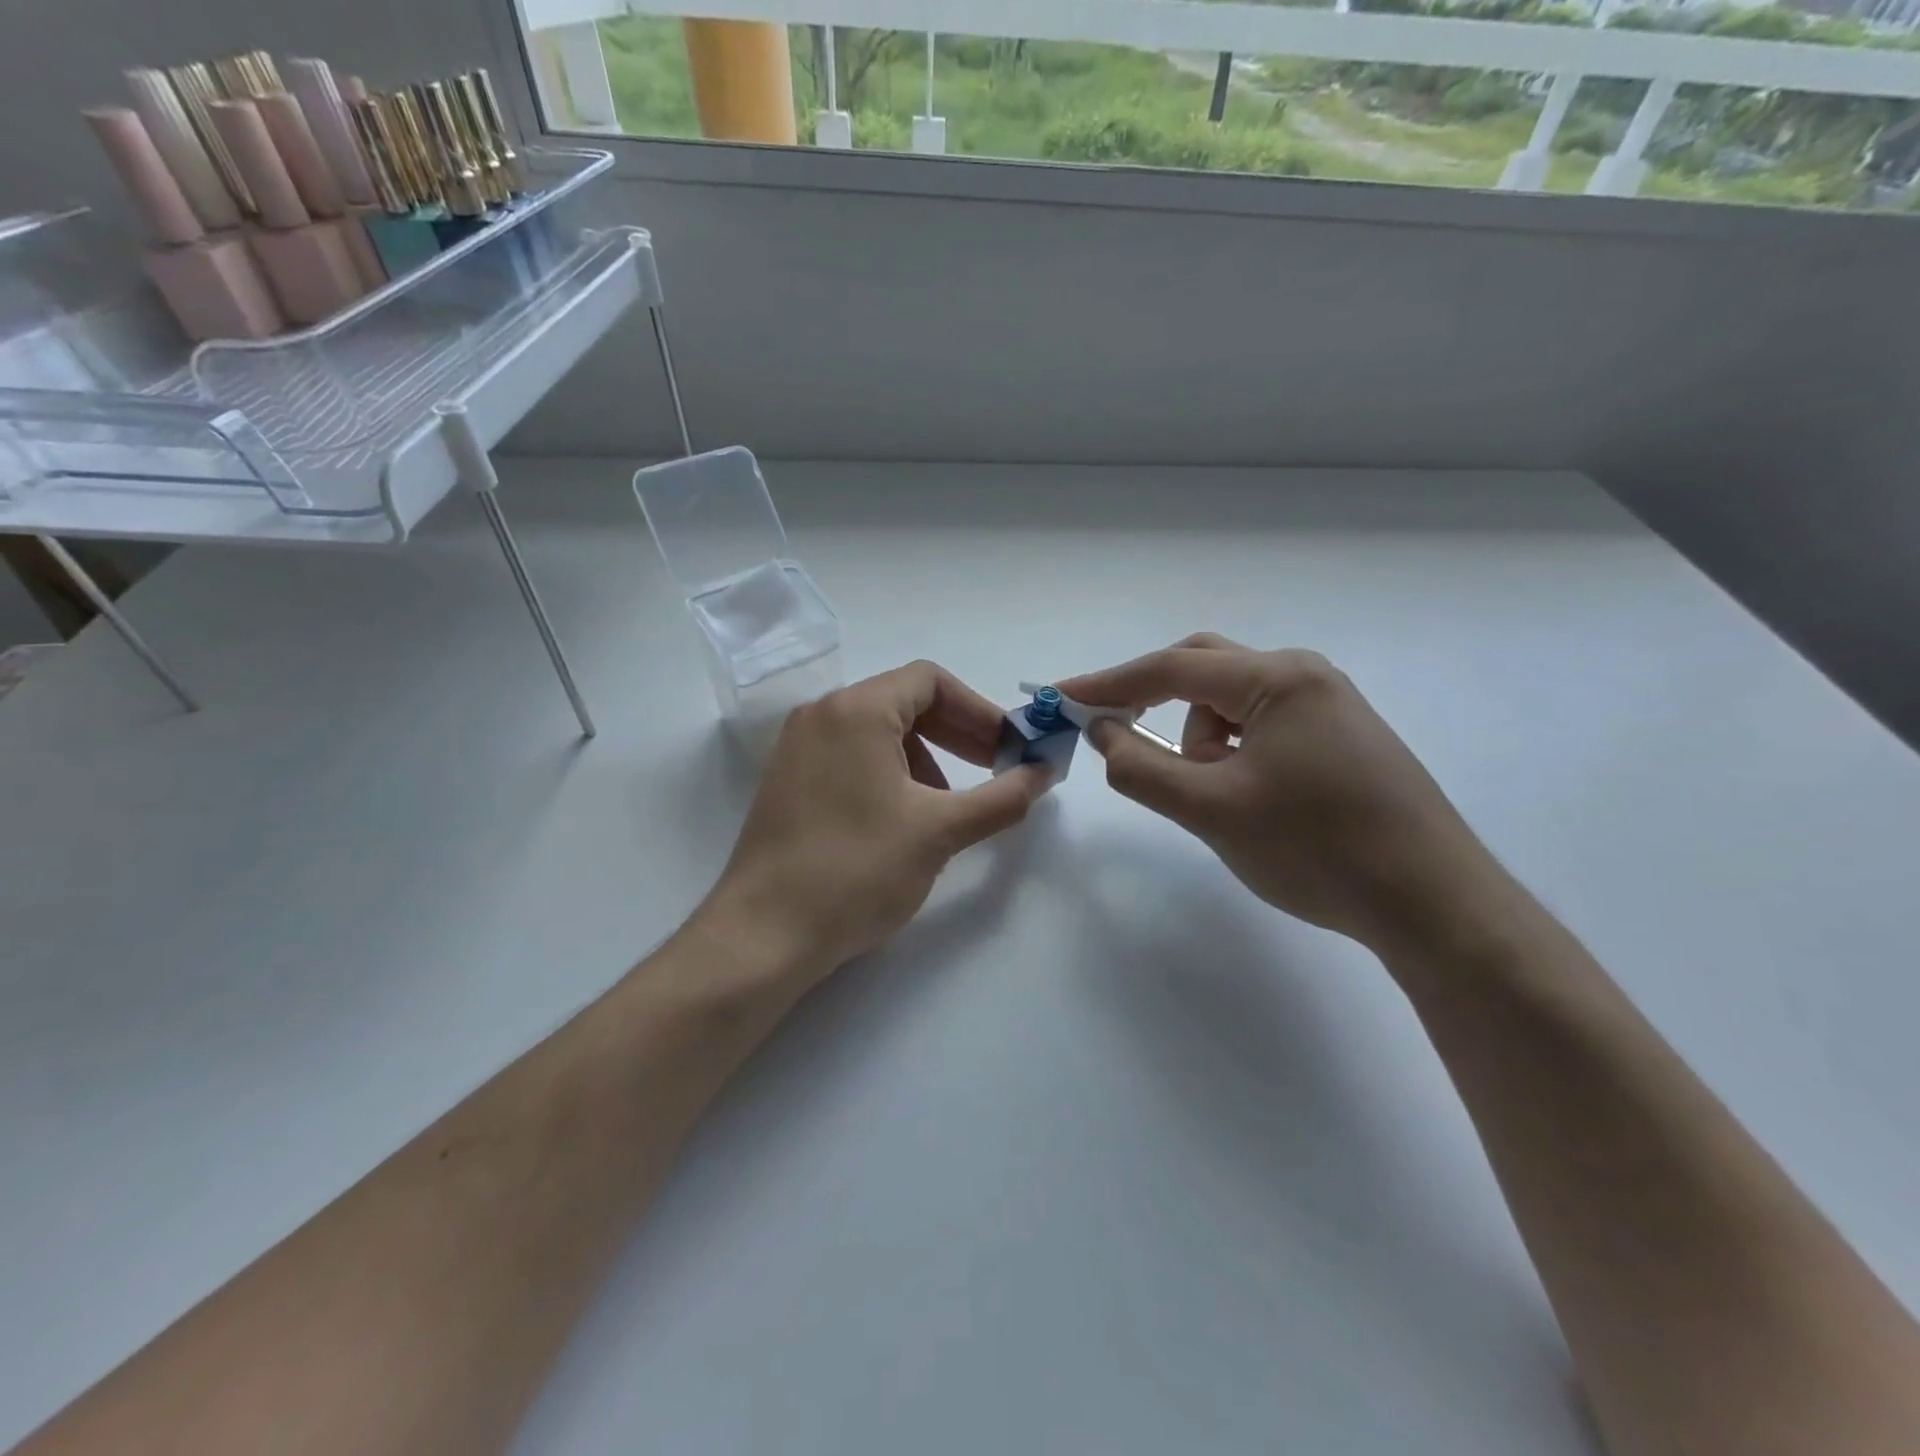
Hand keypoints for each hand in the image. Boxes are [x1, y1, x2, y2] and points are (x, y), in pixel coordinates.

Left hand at [701, 661, 1050, 984]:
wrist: (764, 935)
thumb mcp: (939, 832)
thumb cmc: (857, 870)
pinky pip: (851, 757)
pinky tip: (906, 818)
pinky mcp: (789, 782)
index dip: (979, 711)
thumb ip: (1001, 797)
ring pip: (878, 732)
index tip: (1008, 749)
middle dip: (957, 733)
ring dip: (926, 757)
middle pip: (903, 702)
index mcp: (856, 710)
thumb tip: (1044, 773)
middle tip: (994, 770)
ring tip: (950, 805)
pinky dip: (891, 773)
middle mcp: (821, 716)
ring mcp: (798, 749)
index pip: (930, 681)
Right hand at [1059, 635, 1506, 956]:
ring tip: (1214, 799)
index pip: (1171, 668)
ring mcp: (1327, 704)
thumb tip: (1101, 731)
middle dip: (1153, 702)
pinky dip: (1231, 753)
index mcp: (1277, 678)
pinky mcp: (1339, 737)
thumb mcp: (1211, 811)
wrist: (1433, 903)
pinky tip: (1247, 798)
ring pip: (1231, 704)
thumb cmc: (1317, 849)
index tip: (1060, 695)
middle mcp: (1304, 675)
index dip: (1108, 683)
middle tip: (1113, 735)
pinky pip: (1260, 727)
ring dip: (1198, 740)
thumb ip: (1141, 767)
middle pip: (1203, 669)